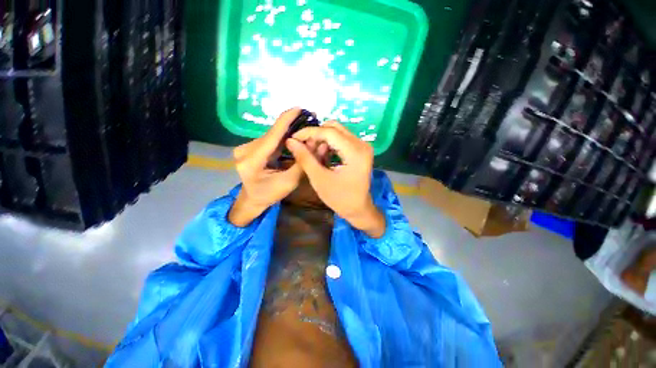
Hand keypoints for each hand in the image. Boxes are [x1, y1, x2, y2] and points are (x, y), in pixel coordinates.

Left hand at [229, 108, 303, 226]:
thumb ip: (302, 162)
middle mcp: (245, 150)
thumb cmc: (270, 194)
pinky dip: (282, 138)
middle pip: (272, 134)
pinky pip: (269, 140)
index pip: (272, 135)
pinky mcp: (250, 148)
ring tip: (303, 129)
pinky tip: (292, 137)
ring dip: (287, 132)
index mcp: (251, 160)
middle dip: (290, 126)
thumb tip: (315, 142)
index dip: (286, 120)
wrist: (252, 200)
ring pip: (272, 136)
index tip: (299, 108)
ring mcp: (245, 148)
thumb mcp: (289, 182)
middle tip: (308, 120)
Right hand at [286, 122, 385, 237]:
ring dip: (322, 139)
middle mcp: (362, 144)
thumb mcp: (319, 179)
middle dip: (315, 135)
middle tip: (302, 147)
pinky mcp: (361, 150)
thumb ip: (305, 158)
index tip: (293, 138)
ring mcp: (363, 146)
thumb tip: (290, 141)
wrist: (358, 209)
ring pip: (337, 132)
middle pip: (334, 128)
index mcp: (355, 152)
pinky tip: (322, 155)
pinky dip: (329, 144)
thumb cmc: (340, 198)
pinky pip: (342, 139)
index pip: (329, 132)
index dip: (309, 133)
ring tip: (311, 154)